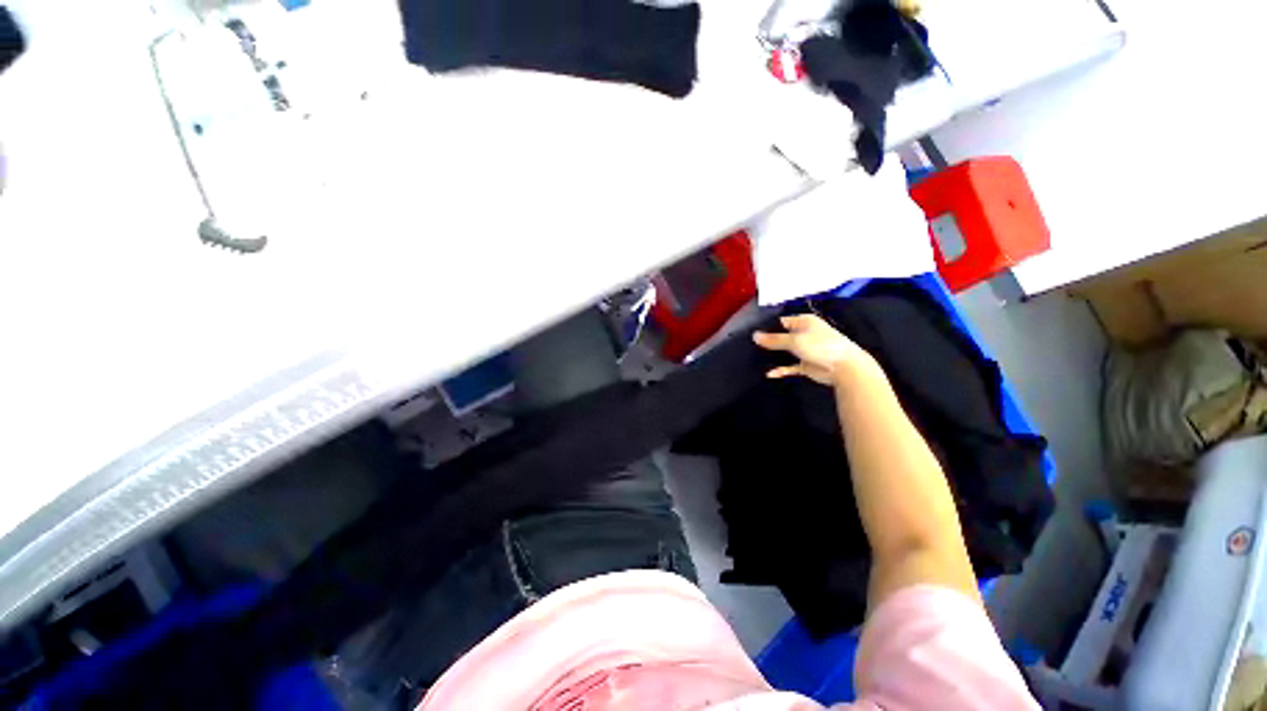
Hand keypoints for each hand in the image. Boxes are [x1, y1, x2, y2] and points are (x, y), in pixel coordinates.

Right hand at [753, 314, 874, 386]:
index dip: (767, 327)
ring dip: (774, 356)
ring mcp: (805, 350)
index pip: (781, 321)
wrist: (844, 368)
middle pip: (782, 336)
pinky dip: (781, 369)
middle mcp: (804, 334)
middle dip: (769, 342)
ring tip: (756, 358)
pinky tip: (770, 374)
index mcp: (804, 322)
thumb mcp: (795, 340)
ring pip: (785, 352)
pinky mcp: (806, 364)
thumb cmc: (821, 347)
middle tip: (750, 346)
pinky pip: (790, 366)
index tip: (751, 333)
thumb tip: (754, 336)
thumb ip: (774, 339)